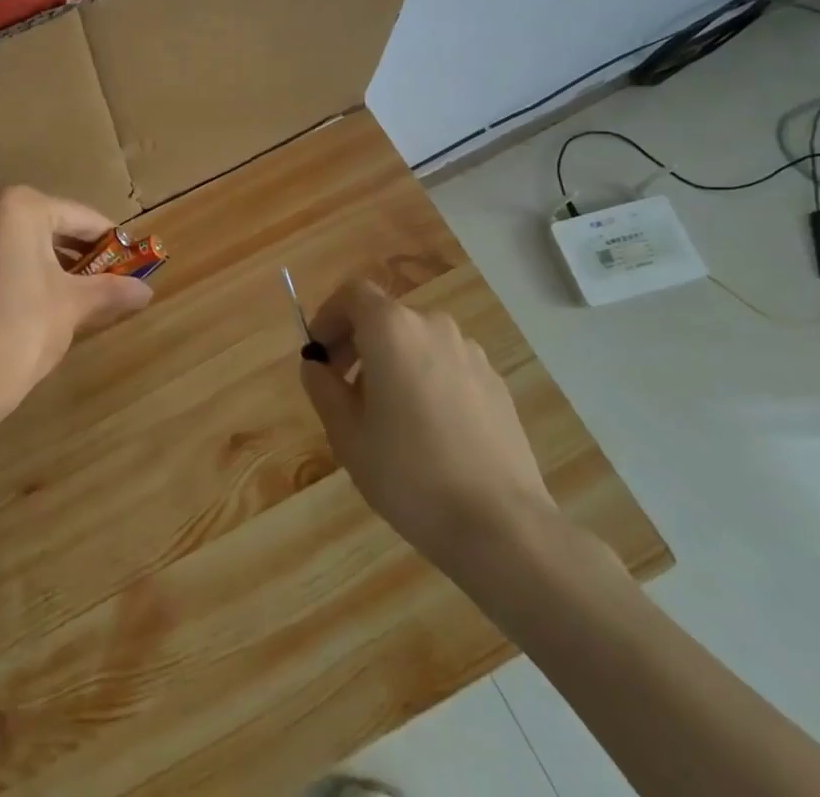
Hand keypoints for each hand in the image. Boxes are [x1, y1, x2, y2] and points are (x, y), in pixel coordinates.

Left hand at [0, 186, 153, 414]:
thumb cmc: (23, 326)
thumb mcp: (74, 304)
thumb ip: (111, 290)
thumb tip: (147, 291)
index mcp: (20, 205)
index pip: (81, 217)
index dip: (112, 242)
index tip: (137, 262)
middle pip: (54, 225)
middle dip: (86, 254)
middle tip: (116, 280)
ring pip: (30, 243)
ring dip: (61, 265)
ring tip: (92, 294)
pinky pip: (9, 258)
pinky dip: (35, 273)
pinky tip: (56, 302)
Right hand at [299, 279, 557, 569]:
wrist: (502, 526)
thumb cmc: (409, 474)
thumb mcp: (346, 434)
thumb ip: (323, 388)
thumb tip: (316, 366)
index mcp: (392, 329)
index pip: (353, 294)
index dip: (329, 316)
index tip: (318, 352)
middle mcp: (433, 326)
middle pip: (386, 317)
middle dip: (358, 343)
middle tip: (342, 388)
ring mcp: (471, 354)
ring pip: (417, 342)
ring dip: (393, 363)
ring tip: (386, 416)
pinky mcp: (496, 384)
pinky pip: (447, 367)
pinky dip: (427, 380)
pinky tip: (428, 432)